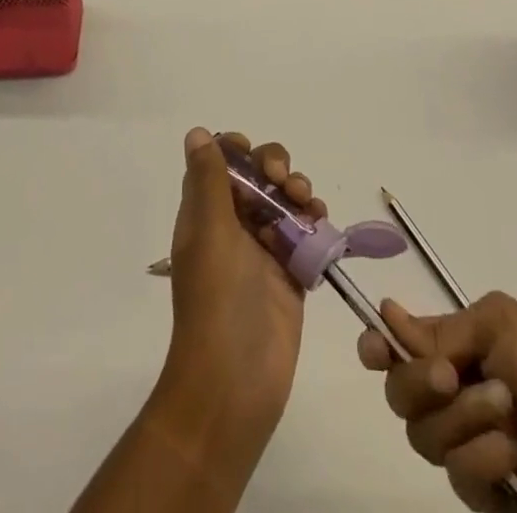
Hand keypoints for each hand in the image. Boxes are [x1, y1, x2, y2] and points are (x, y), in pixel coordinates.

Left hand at [158, 128, 326, 450]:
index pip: (219, 165)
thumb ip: (208, 180)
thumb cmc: (216, 300)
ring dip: (298, 190)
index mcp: (205, 214)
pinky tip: (320, 221)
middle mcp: (232, 227)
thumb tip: (196, 132)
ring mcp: (263, 251)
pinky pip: (305, 234)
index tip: (251, 153)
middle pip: (257, 177)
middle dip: (274, 166)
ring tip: (307, 202)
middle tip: (284, 180)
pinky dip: (314, 220)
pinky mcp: (290, 274)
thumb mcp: (210, 232)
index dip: (236, 150)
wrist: (234, 383)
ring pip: (284, 201)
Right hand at [359, 292, 516, 511]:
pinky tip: (515, 455)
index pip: (396, 343)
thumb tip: (388, 316)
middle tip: (451, 376)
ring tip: (506, 410)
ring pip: (421, 433)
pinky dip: (485, 458)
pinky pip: (456, 474)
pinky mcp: (479, 490)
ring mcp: (463, 441)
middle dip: (418, 381)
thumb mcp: (498, 323)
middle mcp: (449, 392)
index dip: (376, 344)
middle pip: (397, 389)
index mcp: (453, 346)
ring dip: (464, 417)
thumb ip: (442, 329)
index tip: (373, 348)